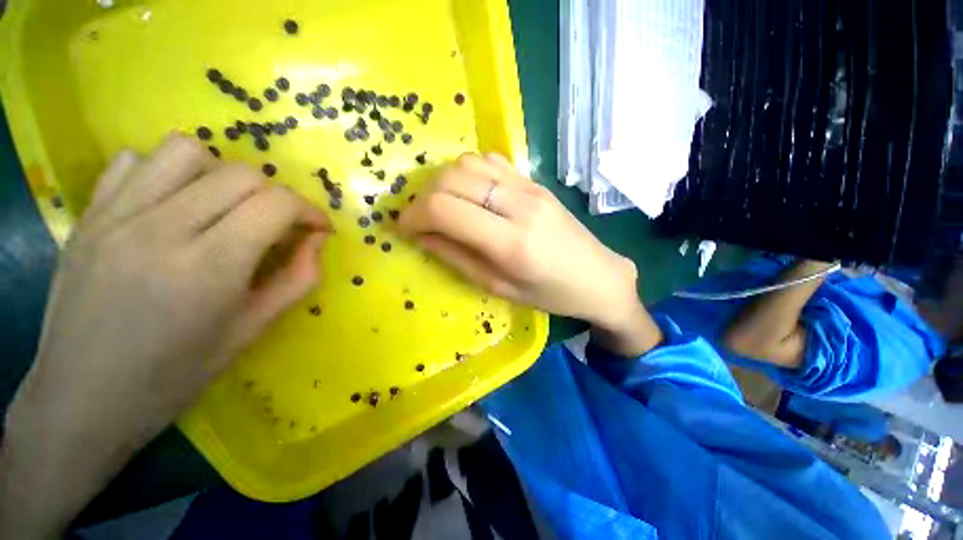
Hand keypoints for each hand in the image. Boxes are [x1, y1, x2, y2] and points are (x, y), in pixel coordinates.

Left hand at [1, 133, 329, 538]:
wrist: (75, 402)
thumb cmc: (170, 380)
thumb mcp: (246, 337)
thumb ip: (286, 283)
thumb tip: (312, 249)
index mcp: (208, 267)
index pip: (274, 204)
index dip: (307, 209)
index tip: (322, 226)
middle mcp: (165, 228)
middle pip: (240, 176)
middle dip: (278, 195)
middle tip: (287, 222)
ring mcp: (121, 215)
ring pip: (189, 152)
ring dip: (226, 175)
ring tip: (234, 207)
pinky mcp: (96, 214)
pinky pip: (144, 160)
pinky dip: (174, 168)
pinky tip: (181, 198)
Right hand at [397, 153, 658, 353]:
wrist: (598, 276)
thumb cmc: (550, 293)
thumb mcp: (498, 287)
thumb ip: (457, 257)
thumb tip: (422, 236)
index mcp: (510, 242)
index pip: (445, 209)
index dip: (414, 216)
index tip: (404, 229)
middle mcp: (518, 205)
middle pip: (451, 178)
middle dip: (423, 197)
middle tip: (420, 219)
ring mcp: (529, 187)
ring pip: (468, 163)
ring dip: (444, 182)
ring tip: (444, 207)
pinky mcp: (535, 181)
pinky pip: (491, 161)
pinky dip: (468, 173)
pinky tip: (470, 194)